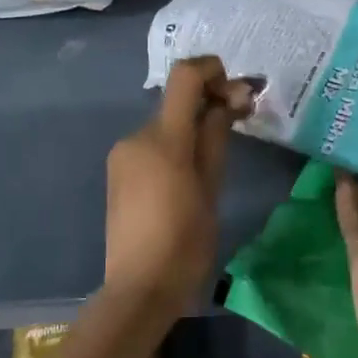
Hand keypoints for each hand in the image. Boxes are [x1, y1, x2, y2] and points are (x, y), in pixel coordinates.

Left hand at [105, 56, 256, 314]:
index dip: (211, 69)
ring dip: (191, 126)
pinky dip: (173, 145)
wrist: (138, 289)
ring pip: (165, 124)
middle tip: (239, 119)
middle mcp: (137, 137)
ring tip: (216, 156)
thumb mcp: (211, 189)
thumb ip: (216, 137)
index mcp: (163, 139)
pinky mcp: (118, 172)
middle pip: (176, 101)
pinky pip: (151, 145)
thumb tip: (228, 101)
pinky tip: (188, 174)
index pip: (184, 77)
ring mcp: (123, 154)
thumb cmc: (185, 244)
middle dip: (208, 102)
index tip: (236, 87)